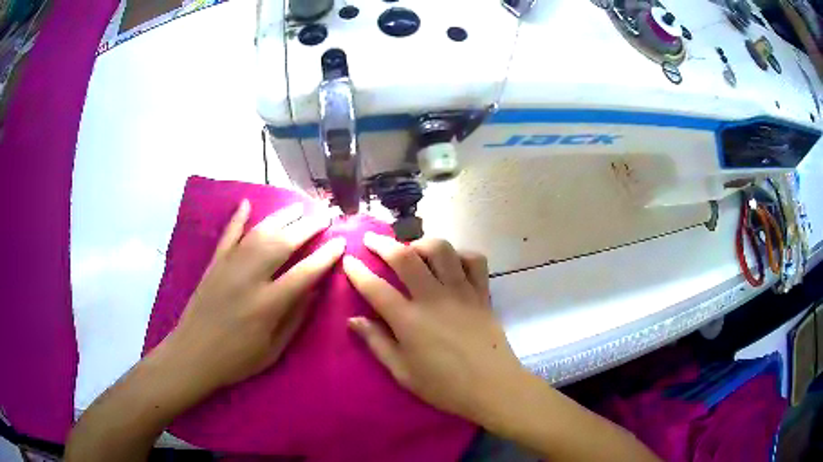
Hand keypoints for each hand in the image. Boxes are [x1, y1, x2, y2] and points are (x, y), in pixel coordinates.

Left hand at [157, 200, 344, 394]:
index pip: (304, 273)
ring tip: (299, 207)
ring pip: (258, 233)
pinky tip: (247, 203)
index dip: (325, 256)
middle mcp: (249, 278)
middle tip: (325, 217)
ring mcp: (229, 267)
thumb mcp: (273, 350)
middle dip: (307, 227)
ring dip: (281, 217)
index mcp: (267, 305)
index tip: (341, 242)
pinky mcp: (214, 264)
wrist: (193, 355)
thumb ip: (295, 318)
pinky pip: (228, 235)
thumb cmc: (237, 359)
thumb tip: (314, 289)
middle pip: (283, 244)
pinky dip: (238, 218)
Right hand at [342, 232, 527, 423]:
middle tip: (372, 240)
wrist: (493, 387)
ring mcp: (461, 292)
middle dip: (383, 244)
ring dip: (421, 243)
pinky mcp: (482, 293)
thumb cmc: (444, 386)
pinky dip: (461, 254)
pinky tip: (452, 263)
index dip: (357, 271)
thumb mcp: (403, 372)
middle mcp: (434, 298)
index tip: (348, 260)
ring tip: (413, 250)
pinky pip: (474, 260)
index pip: (375, 288)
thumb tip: (354, 320)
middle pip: (405, 257)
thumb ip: (377, 343)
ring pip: (441, 250)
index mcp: (409, 321)